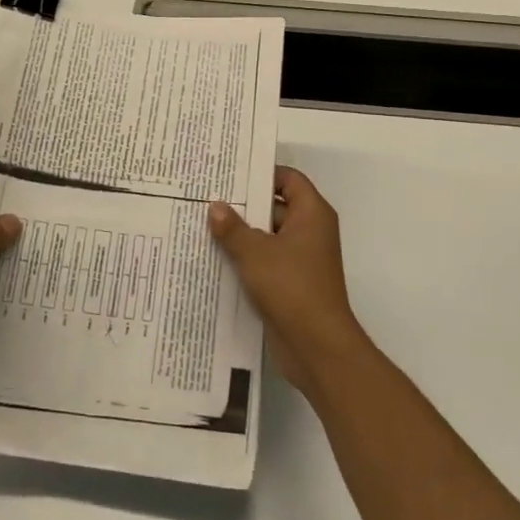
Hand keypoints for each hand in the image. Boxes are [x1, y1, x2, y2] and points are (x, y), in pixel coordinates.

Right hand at [209, 166, 368, 397]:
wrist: (317, 347)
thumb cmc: (291, 287)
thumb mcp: (255, 253)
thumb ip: (233, 228)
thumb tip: (215, 206)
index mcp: (312, 214)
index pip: (288, 178)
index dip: (261, 172)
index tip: (229, 172)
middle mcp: (310, 231)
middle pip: (275, 206)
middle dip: (244, 204)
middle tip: (207, 196)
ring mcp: (301, 259)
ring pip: (267, 236)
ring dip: (241, 234)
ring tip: (202, 225)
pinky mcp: (291, 283)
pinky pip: (266, 261)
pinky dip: (245, 259)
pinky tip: (214, 258)